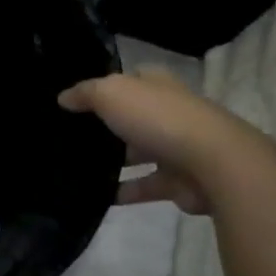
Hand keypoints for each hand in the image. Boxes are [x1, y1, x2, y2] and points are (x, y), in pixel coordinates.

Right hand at [59, 66, 219, 213]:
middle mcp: (167, 112)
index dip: (104, 86)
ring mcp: (175, 147)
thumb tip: (63, 98)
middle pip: (132, 116)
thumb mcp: (111, 94)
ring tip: (78, 168)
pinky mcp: (178, 181)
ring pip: (138, 152)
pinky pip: (145, 186)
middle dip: (107, 126)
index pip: (129, 79)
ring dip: (116, 161)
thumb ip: (85, 94)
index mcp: (156, 85)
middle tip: (70, 137)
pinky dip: (125, 191)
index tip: (75, 100)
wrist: (212, 163)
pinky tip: (99, 196)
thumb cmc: (158, 118)